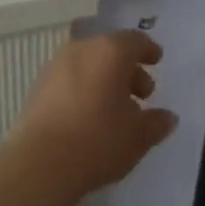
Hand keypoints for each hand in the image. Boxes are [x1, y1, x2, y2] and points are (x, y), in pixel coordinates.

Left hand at [11, 31, 178, 198]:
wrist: (39, 164)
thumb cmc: (98, 140)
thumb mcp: (138, 136)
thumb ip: (157, 122)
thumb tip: (167, 117)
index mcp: (110, 52)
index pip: (135, 41)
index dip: (149, 50)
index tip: (157, 61)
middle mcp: (81, 50)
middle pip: (110, 51)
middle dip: (128, 69)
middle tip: (142, 94)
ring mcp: (54, 68)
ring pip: (88, 65)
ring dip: (105, 81)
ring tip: (116, 110)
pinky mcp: (37, 88)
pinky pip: (70, 80)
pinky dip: (85, 90)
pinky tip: (90, 117)